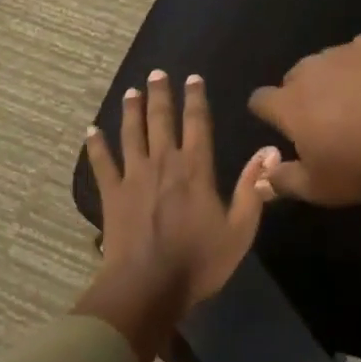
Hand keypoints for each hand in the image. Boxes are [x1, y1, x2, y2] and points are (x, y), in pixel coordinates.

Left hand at [77, 71, 274, 361]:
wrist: (147, 288)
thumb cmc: (198, 262)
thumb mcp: (239, 230)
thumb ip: (253, 188)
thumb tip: (270, 150)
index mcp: (196, 169)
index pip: (198, 123)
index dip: (196, 99)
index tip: (192, 78)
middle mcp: (164, 162)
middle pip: (161, 120)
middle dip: (160, 95)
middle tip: (156, 73)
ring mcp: (134, 176)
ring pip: (132, 134)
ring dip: (132, 111)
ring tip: (131, 91)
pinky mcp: (112, 194)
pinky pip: (101, 163)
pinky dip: (95, 146)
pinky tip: (90, 131)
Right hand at [247, 35, 360, 206]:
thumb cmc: (360, 161)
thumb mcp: (320, 187)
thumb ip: (285, 181)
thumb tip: (264, 178)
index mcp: (288, 105)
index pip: (260, 100)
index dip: (268, 112)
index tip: (283, 125)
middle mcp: (308, 71)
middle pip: (294, 79)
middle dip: (304, 95)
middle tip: (328, 120)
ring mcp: (342, 53)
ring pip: (327, 64)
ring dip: (335, 80)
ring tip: (360, 101)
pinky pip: (360, 53)